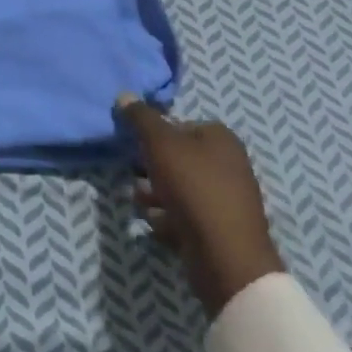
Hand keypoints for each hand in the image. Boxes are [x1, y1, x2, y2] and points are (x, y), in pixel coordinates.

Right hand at [119, 95, 284, 316]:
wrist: (226, 256)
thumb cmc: (193, 188)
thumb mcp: (160, 143)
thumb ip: (141, 118)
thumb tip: (124, 95)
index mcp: (220, 137)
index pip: (178, 125)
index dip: (153, 136)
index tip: (136, 150)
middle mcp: (227, 163)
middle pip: (176, 158)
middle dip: (151, 169)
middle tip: (137, 179)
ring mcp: (225, 198)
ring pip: (177, 188)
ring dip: (154, 195)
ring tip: (145, 206)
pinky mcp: (219, 228)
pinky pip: (185, 215)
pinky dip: (169, 219)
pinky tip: (160, 226)